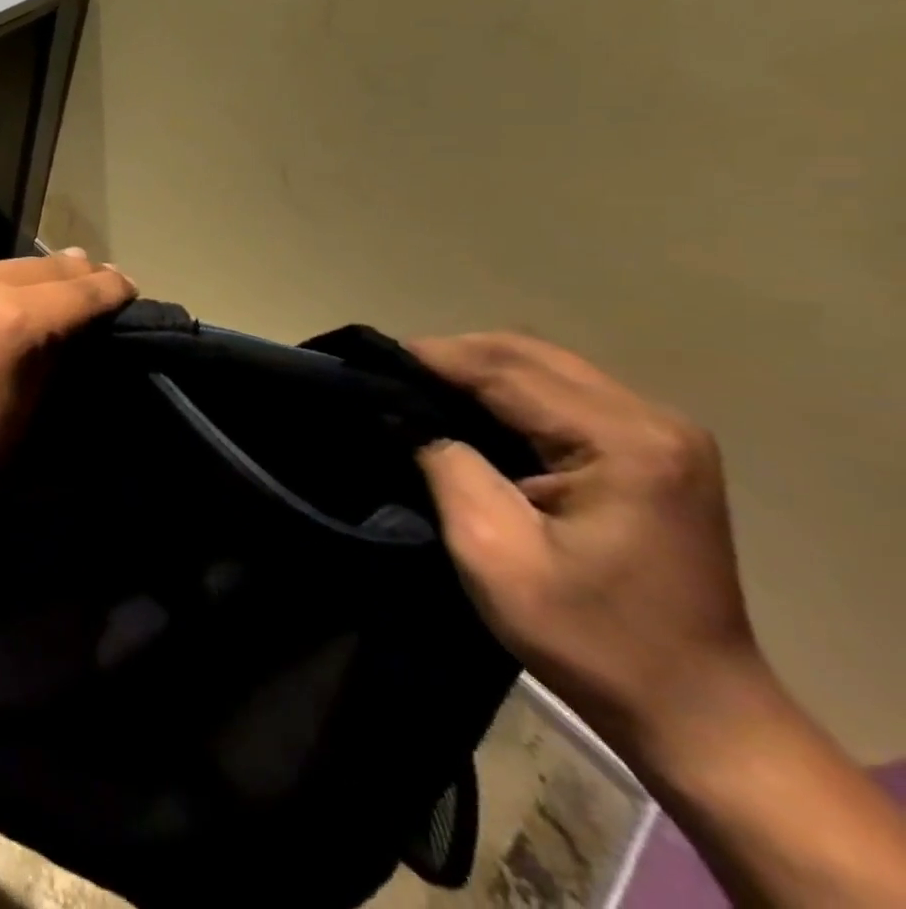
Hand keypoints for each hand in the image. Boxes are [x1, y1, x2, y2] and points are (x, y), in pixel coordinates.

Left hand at [0, 251, 136, 528]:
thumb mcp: (19, 415)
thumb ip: (48, 359)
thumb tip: (65, 327)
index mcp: (12, 319)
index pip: (78, 291)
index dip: (109, 288)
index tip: (126, 286)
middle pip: (38, 267)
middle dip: (70, 274)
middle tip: (91, 276)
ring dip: (15, 279)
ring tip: (30, 290)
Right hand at [409, 332, 767, 760]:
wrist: (698, 713)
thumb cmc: (590, 638)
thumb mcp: (492, 551)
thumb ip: (446, 464)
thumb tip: (405, 412)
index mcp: (623, 443)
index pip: (505, 370)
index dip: (432, 358)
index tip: (369, 361)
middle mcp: (652, 420)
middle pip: (529, 354)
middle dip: (453, 356)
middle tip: (390, 376)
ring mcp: (662, 433)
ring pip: (545, 365)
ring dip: (480, 370)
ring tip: (421, 390)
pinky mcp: (656, 450)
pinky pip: (565, 392)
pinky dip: (510, 391)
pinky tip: (473, 411)